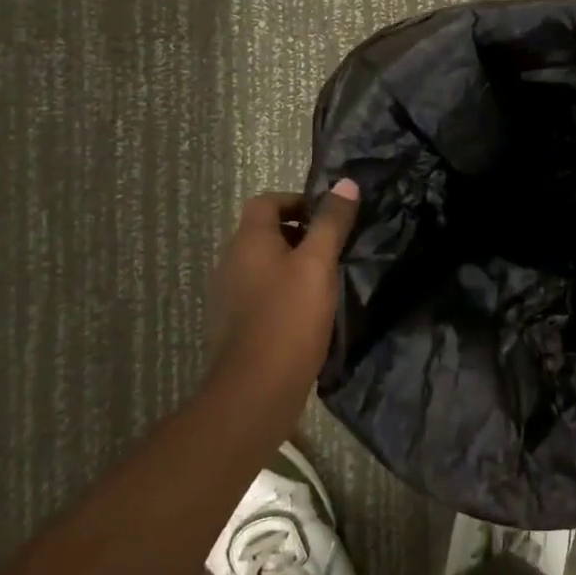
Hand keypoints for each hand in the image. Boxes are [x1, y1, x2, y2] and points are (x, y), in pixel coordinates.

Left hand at [210, 180, 360, 399]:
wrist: (256, 390)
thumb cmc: (289, 317)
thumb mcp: (318, 263)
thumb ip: (332, 222)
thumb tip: (346, 183)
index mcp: (248, 241)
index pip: (266, 201)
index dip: (297, 201)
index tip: (328, 216)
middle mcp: (231, 262)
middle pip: (264, 232)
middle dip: (299, 232)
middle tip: (333, 246)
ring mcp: (229, 296)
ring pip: (263, 264)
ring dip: (292, 263)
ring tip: (326, 278)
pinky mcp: (235, 324)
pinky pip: (260, 292)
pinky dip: (283, 290)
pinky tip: (308, 310)